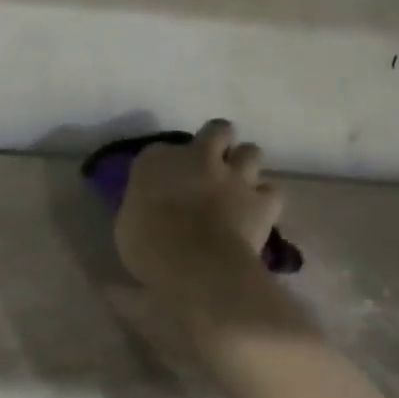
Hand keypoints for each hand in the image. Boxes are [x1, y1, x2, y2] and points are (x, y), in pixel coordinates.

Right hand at [114, 119, 282, 299]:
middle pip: (216, 131)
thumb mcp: (127, 224)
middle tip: (211, 164)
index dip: (166, 165)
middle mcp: (197, 157)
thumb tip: (150, 210)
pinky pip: (271, 190)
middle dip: (217, 142)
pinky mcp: (262, 200)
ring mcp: (234, 175)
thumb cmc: (148, 248)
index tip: (164, 182)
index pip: (160, 151)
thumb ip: (143, 207)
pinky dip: (265, 198)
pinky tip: (257, 211)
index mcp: (156, 161)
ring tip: (238, 184)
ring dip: (245, 165)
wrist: (195, 266)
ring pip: (251, 151)